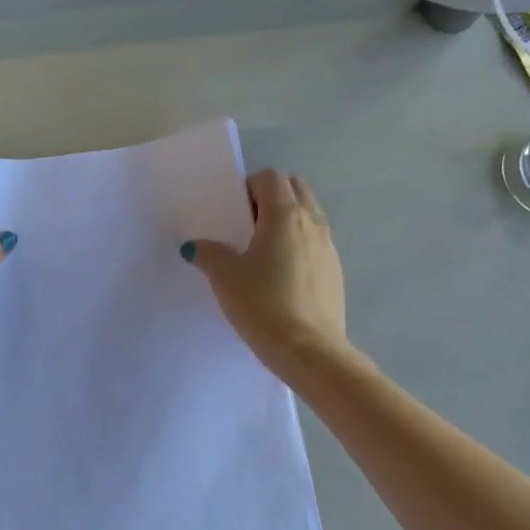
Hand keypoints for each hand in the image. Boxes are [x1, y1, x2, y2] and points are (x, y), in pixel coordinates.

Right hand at [183, 169, 348, 374]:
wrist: (310, 351)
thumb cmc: (263, 304)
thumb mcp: (225, 278)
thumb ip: (208, 254)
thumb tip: (195, 246)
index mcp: (285, 215)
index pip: (270, 178)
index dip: (249, 187)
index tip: (232, 212)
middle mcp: (312, 223)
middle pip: (295, 189)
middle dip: (271, 197)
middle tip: (246, 226)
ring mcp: (328, 247)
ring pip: (308, 216)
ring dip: (286, 222)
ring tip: (261, 253)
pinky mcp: (335, 272)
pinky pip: (315, 243)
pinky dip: (298, 246)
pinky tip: (280, 278)